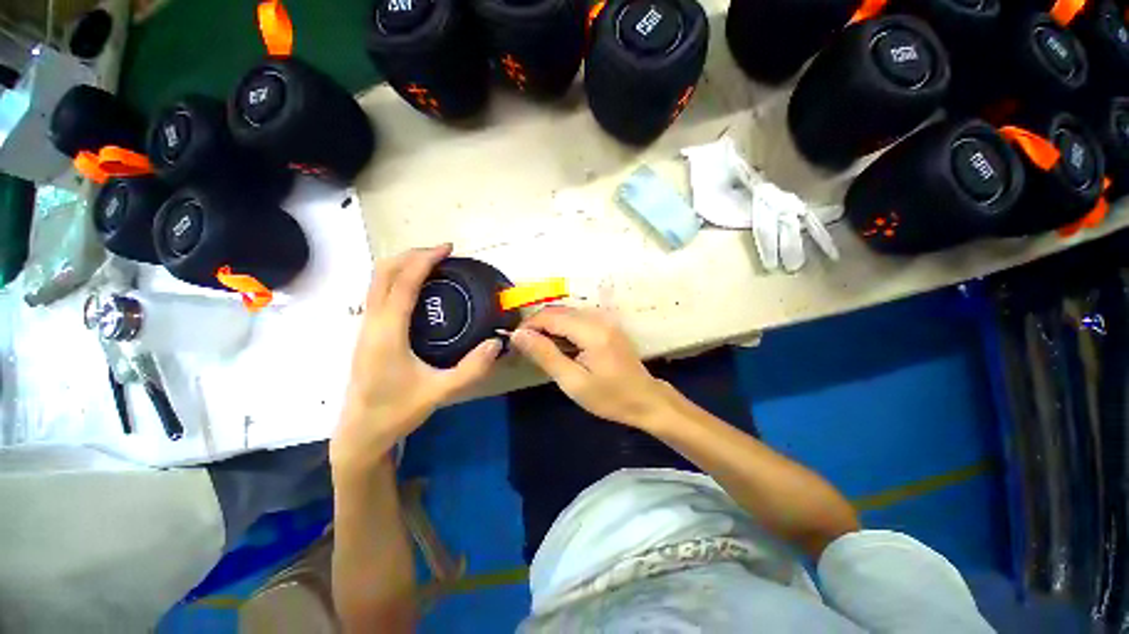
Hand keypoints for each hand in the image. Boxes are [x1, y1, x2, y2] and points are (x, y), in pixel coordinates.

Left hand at [331, 245, 501, 473]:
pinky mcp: (367, 332)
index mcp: (387, 333)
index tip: (447, 249)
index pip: (402, 283)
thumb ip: (472, 369)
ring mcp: (365, 326)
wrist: (361, 431)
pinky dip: (397, 279)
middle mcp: (371, 323)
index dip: (424, 260)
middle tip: (442, 254)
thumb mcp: (440, 392)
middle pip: (382, 272)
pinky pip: (378, 292)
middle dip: (411, 255)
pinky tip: (419, 289)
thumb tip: (497, 342)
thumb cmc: (397, 411)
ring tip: (433, 265)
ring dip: (402, 265)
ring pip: (376, 281)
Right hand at [510, 306, 671, 428]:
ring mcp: (605, 320)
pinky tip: (558, 346)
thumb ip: (545, 355)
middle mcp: (598, 318)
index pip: (550, 316)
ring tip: (538, 348)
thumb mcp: (573, 382)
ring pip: (567, 313)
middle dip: (537, 325)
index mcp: (591, 331)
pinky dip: (562, 329)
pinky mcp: (607, 325)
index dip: (528, 325)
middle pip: (558, 311)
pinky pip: (577, 320)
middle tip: (523, 346)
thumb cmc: (609, 397)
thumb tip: (518, 335)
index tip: (514, 341)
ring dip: (549, 326)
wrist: (646, 400)